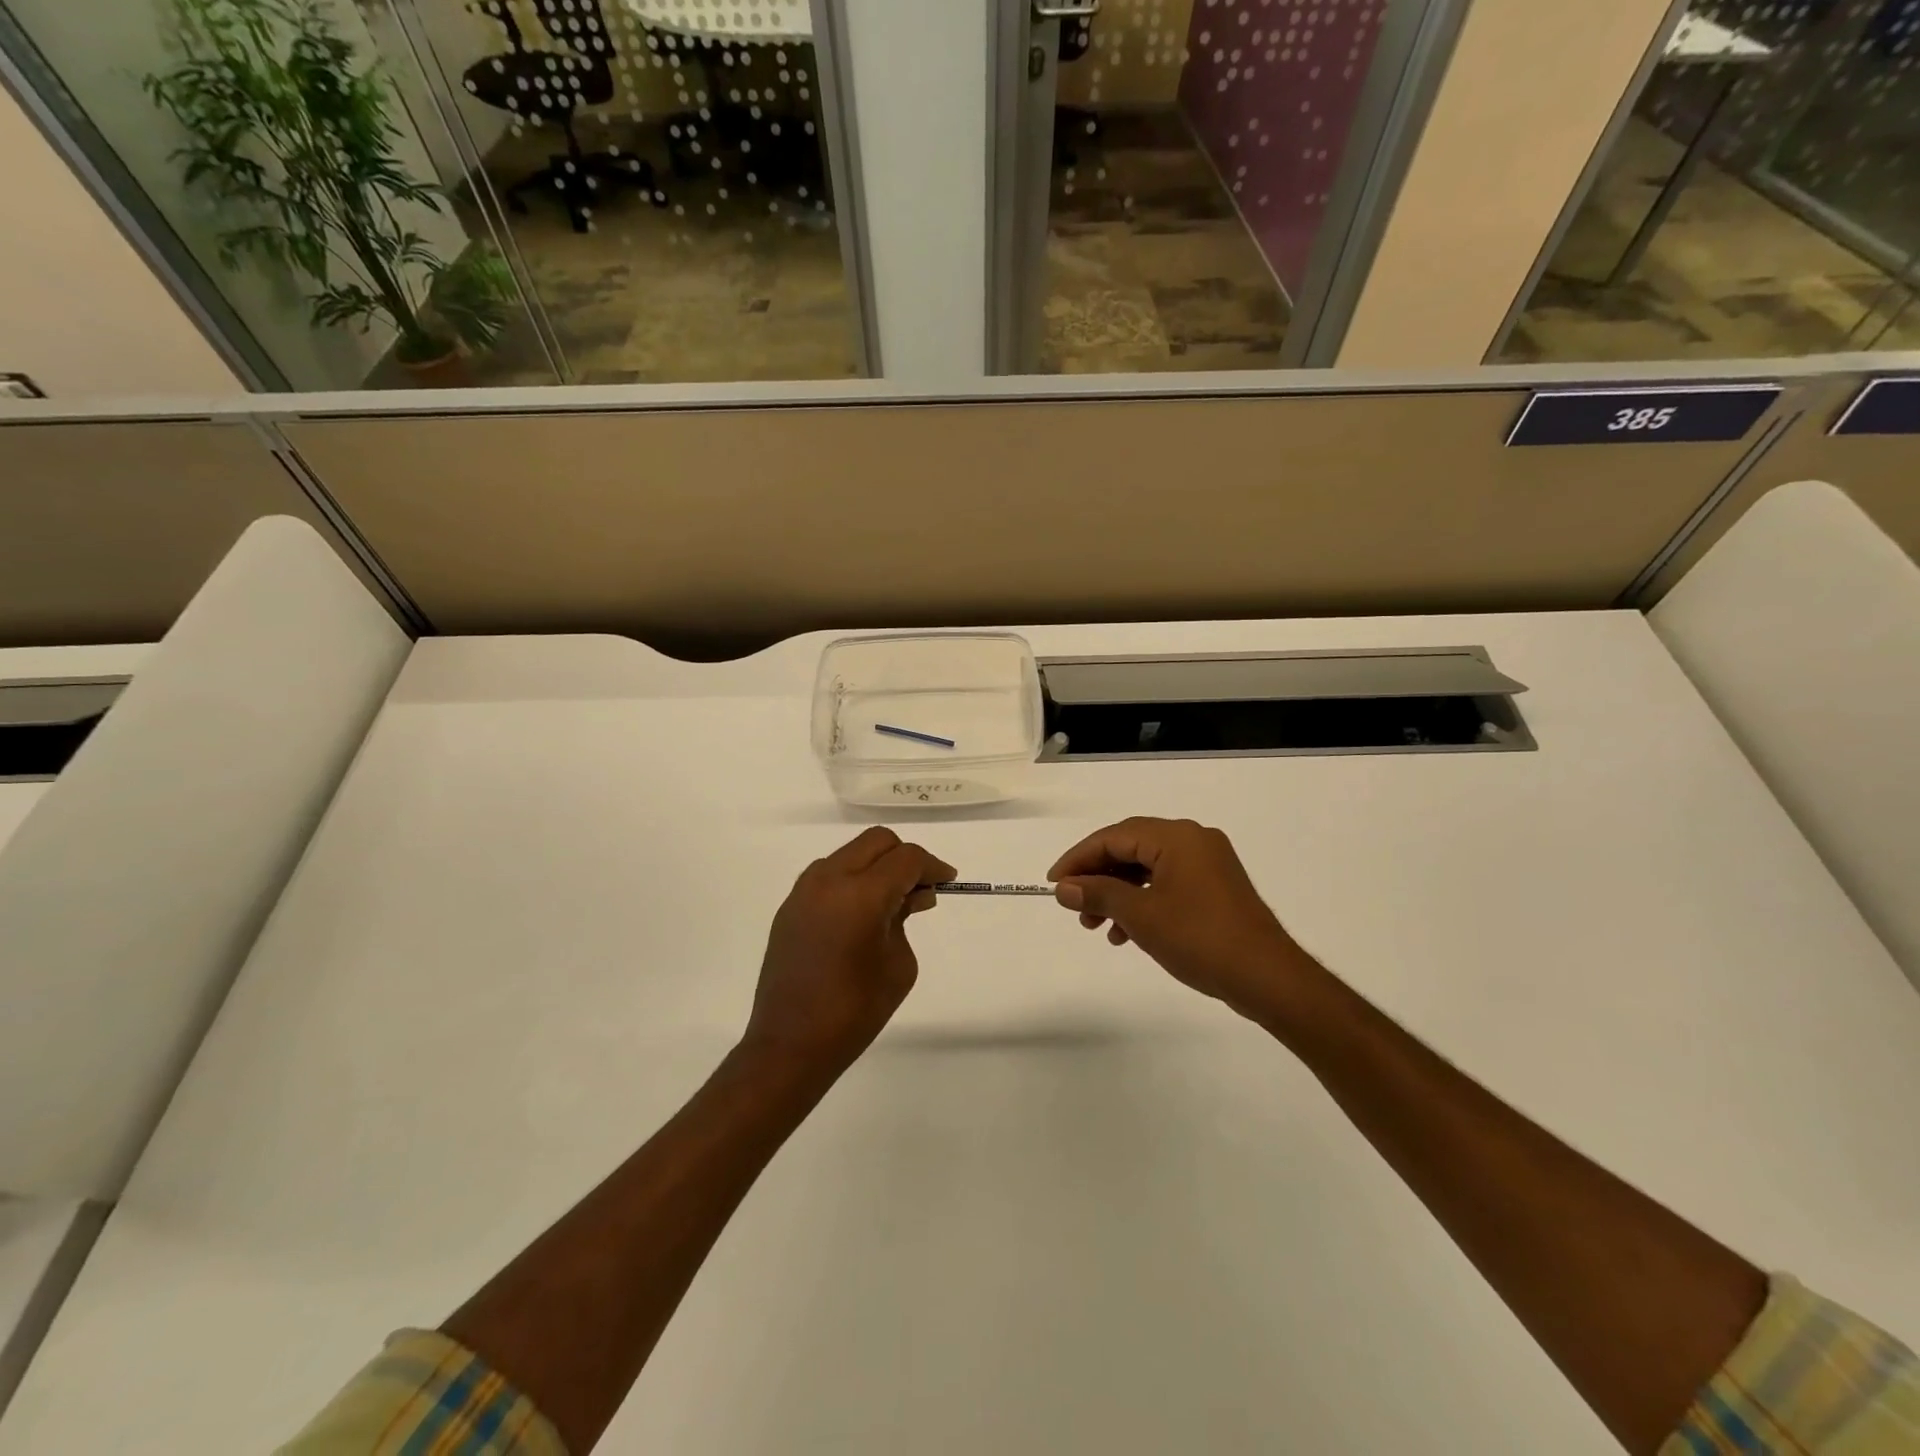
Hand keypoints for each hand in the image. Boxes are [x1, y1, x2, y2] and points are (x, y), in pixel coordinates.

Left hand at [743, 827, 954, 1070]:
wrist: (790, 1045)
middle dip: (904, 858)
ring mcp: (804, 891)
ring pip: (851, 854)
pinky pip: (829, 875)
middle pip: (877, 842)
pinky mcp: (790, 906)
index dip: (932, 866)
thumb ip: (905, 918)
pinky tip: (863, 912)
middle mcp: (828, 880)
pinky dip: (853, 880)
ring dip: (876, 866)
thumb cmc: (855, 1011)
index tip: (947, 881)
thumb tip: (910, 897)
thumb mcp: (898, 964)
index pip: (905, 859)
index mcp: (861, 894)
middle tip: (922, 888)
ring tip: (893, 902)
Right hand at [1049, 817, 1317, 1021]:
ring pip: (1147, 870)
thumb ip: (1099, 895)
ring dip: (1117, 894)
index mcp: (1176, 837)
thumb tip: (1064, 888)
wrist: (1267, 978)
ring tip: (1095, 926)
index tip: (1054, 884)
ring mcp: (1208, 865)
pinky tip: (1126, 933)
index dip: (1079, 859)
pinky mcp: (1215, 889)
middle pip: (1130, 849)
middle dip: (1097, 878)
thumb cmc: (1199, 939)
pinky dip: (1142, 903)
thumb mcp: (1140, 916)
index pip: (1114, 837)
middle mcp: (1193, 840)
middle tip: (1074, 906)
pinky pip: (1167, 884)